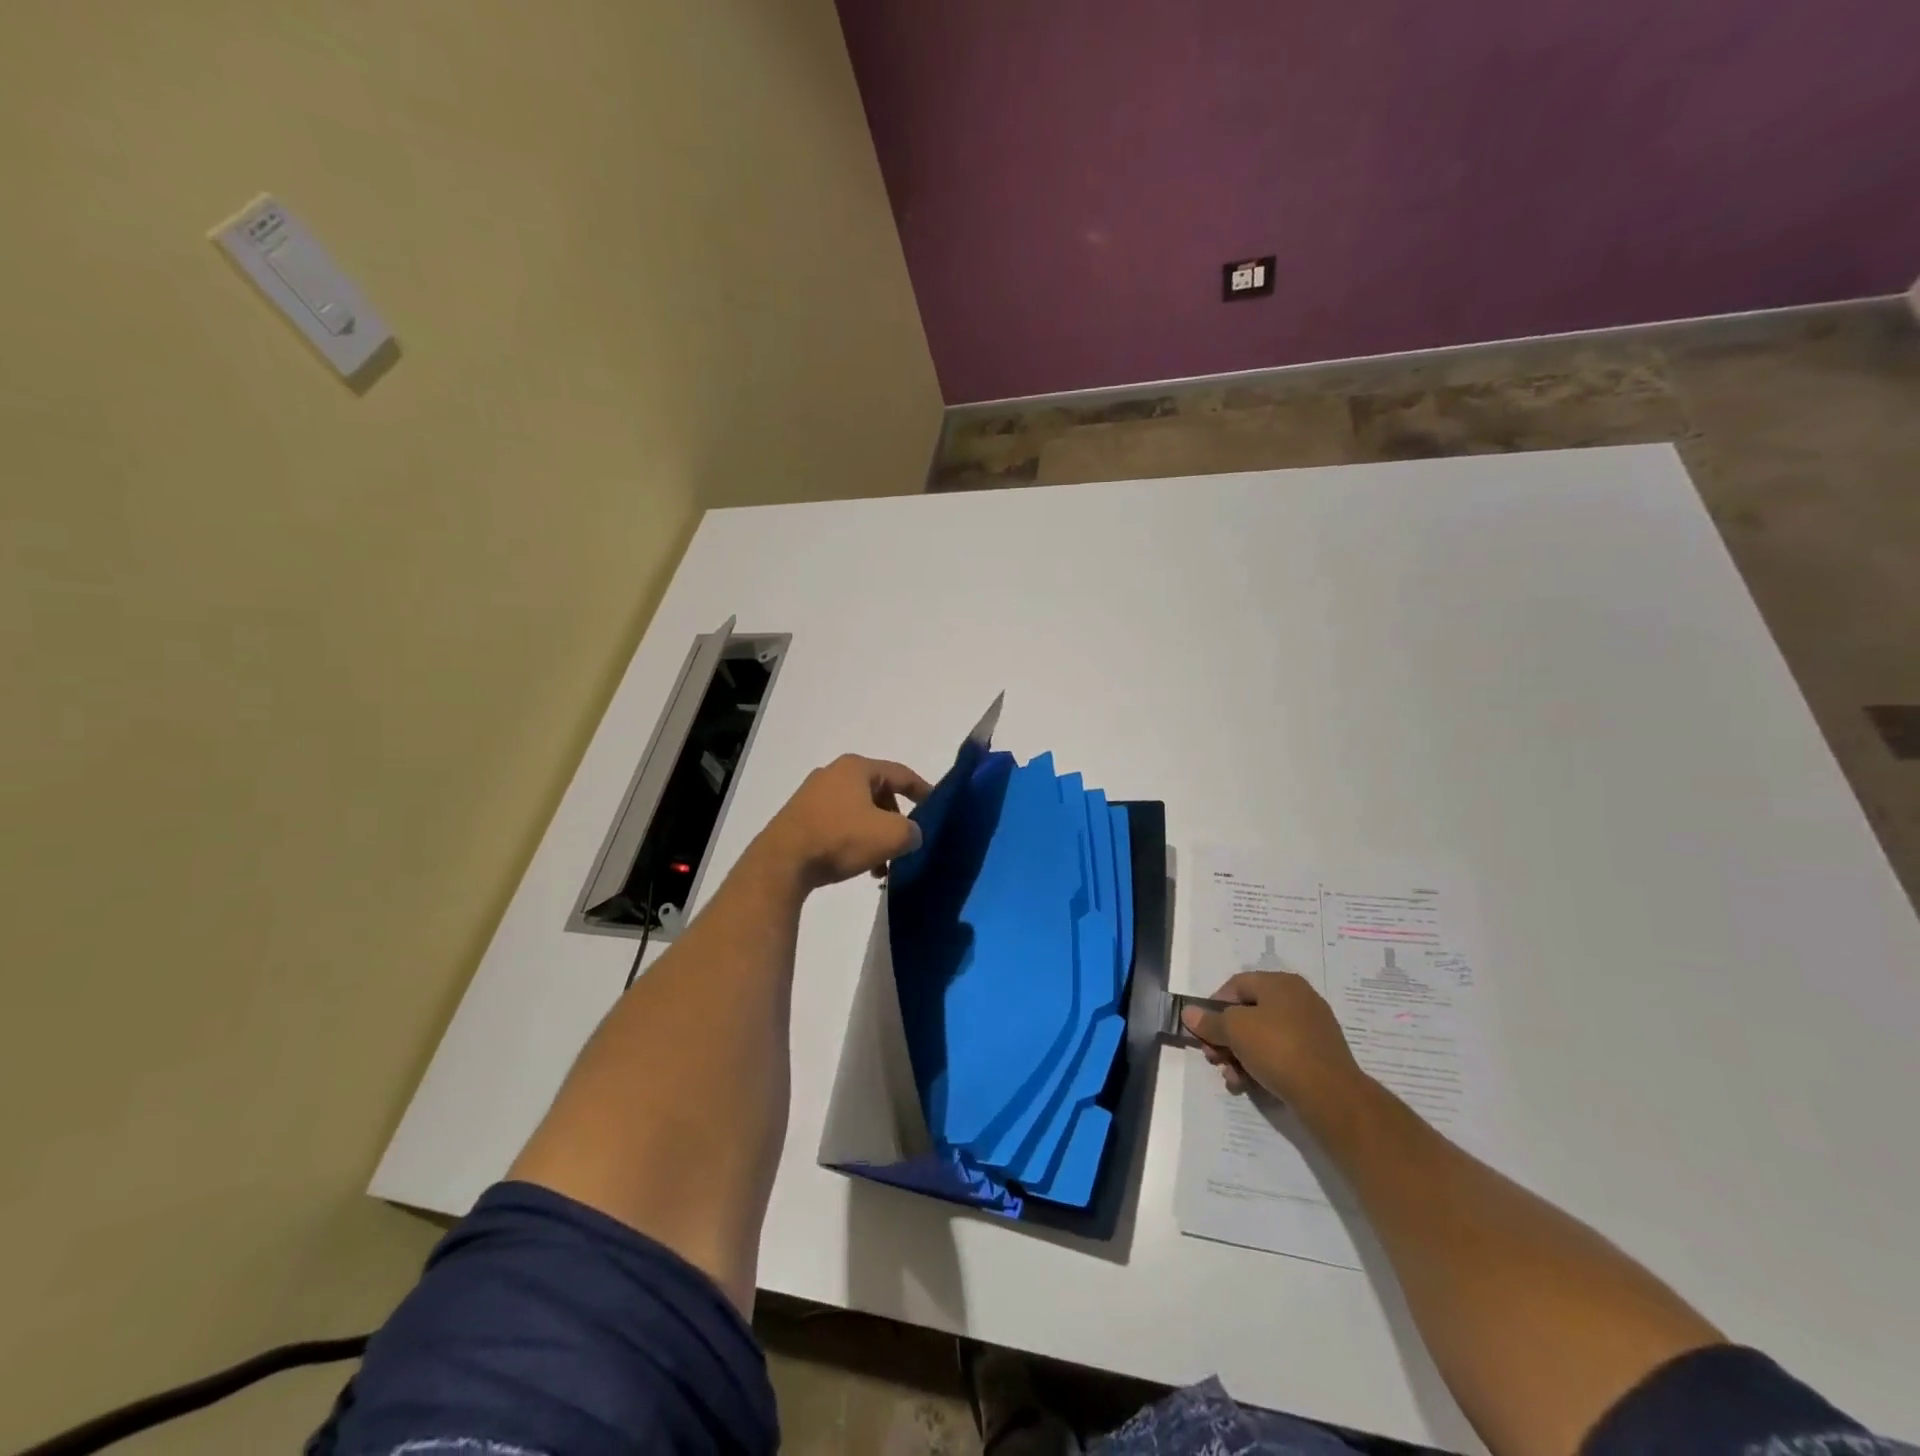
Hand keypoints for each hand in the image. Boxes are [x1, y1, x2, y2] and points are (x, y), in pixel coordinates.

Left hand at [753, 754, 932, 890]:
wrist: (781, 863)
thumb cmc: (840, 839)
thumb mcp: (890, 835)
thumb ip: (912, 831)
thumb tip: (911, 834)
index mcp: (856, 767)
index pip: (901, 773)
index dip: (923, 790)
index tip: (936, 806)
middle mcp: (833, 774)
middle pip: (879, 793)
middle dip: (895, 820)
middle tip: (904, 843)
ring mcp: (812, 795)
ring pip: (858, 812)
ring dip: (874, 836)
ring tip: (881, 866)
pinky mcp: (799, 818)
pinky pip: (838, 825)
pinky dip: (854, 841)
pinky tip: (858, 866)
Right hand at [1182, 971, 1364, 1108]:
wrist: (1330, 1096)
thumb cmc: (1278, 1048)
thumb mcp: (1234, 1030)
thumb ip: (1209, 1021)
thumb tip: (1189, 1012)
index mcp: (1280, 983)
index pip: (1236, 985)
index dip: (1213, 1005)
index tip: (1202, 1030)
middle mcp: (1297, 999)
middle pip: (1248, 1013)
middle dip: (1224, 1037)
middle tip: (1213, 1058)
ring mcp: (1311, 1029)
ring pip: (1262, 1037)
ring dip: (1239, 1056)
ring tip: (1231, 1078)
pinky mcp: (1318, 1057)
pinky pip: (1280, 1055)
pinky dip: (1261, 1066)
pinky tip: (1249, 1085)